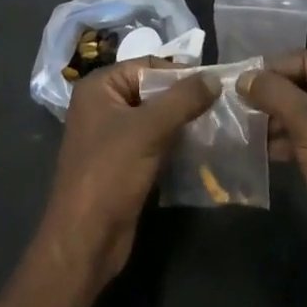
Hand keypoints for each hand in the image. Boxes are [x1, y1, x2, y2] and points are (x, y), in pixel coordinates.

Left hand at [36, 61, 216, 293]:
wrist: (85, 240)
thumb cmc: (110, 173)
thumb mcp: (149, 130)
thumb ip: (183, 100)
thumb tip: (214, 77)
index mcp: (98, 87)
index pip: (147, 66)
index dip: (180, 74)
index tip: (214, 86)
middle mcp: (102, 105)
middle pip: (152, 91)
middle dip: (183, 100)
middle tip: (220, 107)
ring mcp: (110, 136)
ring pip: (155, 119)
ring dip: (182, 123)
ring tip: (216, 127)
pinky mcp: (122, 163)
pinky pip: (153, 142)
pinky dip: (174, 143)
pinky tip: (200, 150)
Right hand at [241, 51, 306, 281]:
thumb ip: (273, 93)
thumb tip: (243, 76)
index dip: (273, 69)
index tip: (240, 81)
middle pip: (306, 84)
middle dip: (273, 94)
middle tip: (238, 102)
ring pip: (304, 110)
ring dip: (276, 117)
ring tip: (246, 125)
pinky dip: (286, 137)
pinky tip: (262, 147)